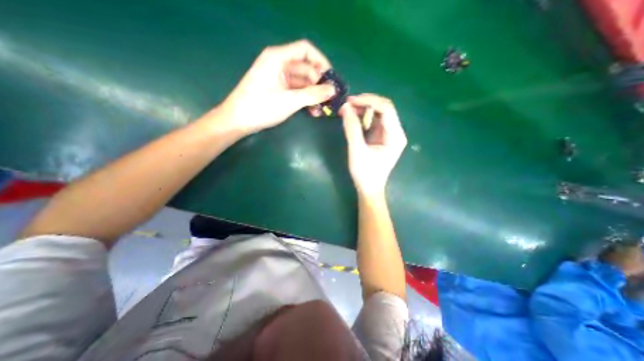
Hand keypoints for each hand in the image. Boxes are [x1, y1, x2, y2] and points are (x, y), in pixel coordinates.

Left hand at [217, 39, 334, 136]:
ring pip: (303, 82)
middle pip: (306, 68)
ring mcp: (278, 78)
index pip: (305, 50)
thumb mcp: (290, 100)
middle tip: (329, 99)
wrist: (238, 121)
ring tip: (322, 109)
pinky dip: (305, 99)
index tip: (331, 78)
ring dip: (313, 95)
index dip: (321, 62)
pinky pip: (297, 91)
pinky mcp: (278, 90)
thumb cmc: (261, 107)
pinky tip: (313, 111)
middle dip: (319, 84)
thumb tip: (333, 90)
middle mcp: (279, 64)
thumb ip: (313, 95)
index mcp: (278, 58)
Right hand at [342, 95, 405, 195]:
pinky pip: (373, 121)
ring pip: (377, 114)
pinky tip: (352, 118)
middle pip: (383, 108)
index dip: (368, 100)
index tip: (350, 101)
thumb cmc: (365, 173)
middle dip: (364, 104)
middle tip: (346, 105)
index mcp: (395, 136)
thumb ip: (352, 129)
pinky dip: (362, 118)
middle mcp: (395, 132)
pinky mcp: (381, 137)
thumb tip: (346, 107)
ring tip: (346, 111)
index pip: (386, 108)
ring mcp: (388, 134)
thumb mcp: (357, 151)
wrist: (369, 189)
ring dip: (362, 110)